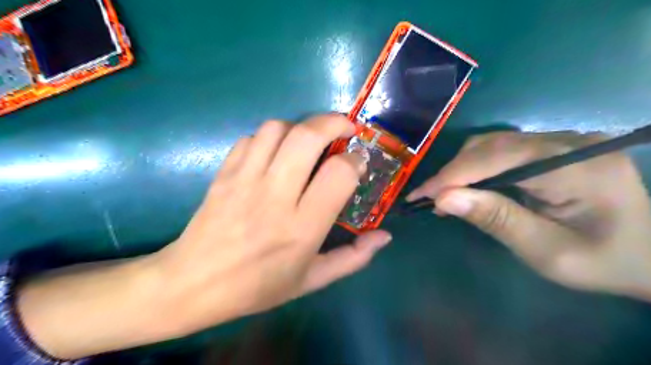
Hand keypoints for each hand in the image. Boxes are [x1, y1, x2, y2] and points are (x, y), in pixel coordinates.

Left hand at [157, 115, 390, 332]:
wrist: (192, 284)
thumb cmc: (256, 287)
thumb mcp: (311, 281)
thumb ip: (352, 259)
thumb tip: (384, 236)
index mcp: (301, 227)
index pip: (338, 174)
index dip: (355, 159)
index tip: (358, 162)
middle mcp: (275, 196)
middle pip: (307, 136)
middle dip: (333, 122)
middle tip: (345, 128)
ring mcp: (245, 180)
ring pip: (277, 128)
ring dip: (300, 126)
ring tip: (309, 141)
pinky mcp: (224, 173)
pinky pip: (251, 138)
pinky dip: (270, 137)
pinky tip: (276, 153)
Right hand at [406, 131, 650, 301]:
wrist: (650, 254)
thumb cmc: (603, 261)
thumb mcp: (547, 252)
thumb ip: (497, 220)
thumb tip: (443, 198)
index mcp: (578, 167)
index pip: (499, 158)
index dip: (454, 175)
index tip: (420, 195)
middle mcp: (569, 142)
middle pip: (493, 145)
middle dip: (454, 172)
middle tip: (428, 199)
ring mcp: (562, 140)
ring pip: (493, 143)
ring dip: (462, 168)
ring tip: (444, 195)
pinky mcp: (553, 146)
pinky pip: (503, 149)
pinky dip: (477, 167)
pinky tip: (467, 186)